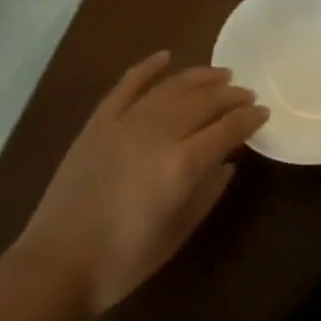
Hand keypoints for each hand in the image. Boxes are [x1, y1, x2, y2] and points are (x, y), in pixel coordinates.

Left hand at [11, 53, 266, 316]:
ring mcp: (125, 123)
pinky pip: (127, 85)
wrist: (57, 264)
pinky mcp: (99, 123)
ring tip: (221, 75)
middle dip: (231, 95)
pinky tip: (166, 56)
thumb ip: (209, 192)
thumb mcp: (179, 232)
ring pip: (172, 87)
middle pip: (204, 101)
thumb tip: (227, 162)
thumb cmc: (124, 260)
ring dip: (200, 77)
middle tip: (247, 94)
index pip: (228, 128)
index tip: (263, 113)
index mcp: (182, 165)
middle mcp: (158, 134)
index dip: (250, 118)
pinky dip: (148, 68)